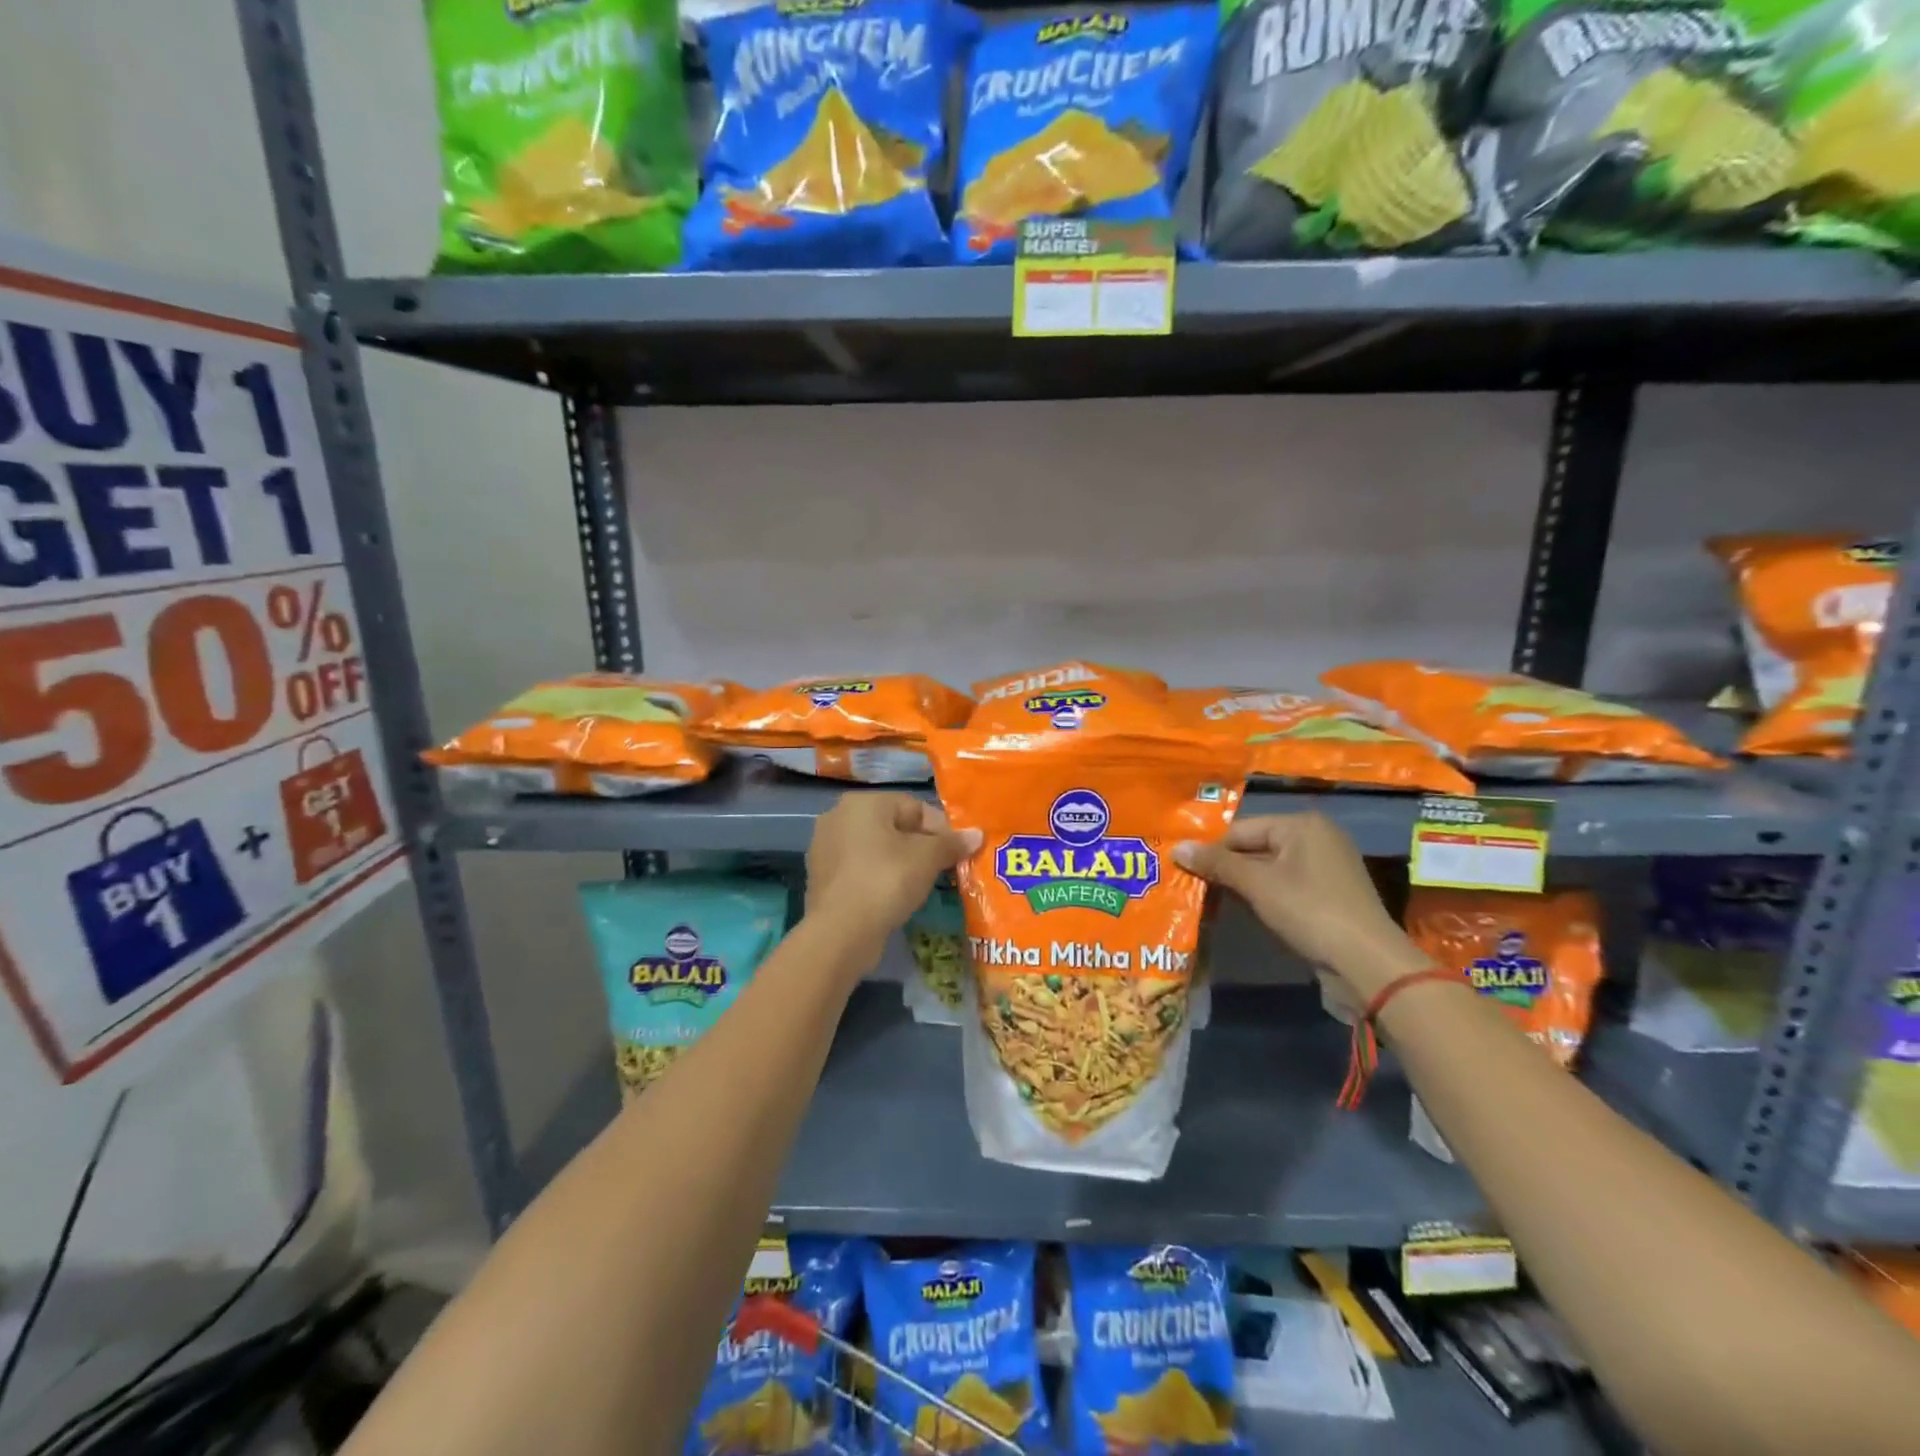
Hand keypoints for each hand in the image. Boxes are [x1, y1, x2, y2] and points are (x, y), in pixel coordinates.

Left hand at [806, 793, 980, 938]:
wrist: (840, 933)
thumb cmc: (887, 881)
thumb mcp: (927, 859)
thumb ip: (952, 843)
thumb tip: (977, 834)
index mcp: (863, 802)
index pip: (914, 807)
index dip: (942, 829)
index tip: (958, 852)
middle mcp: (838, 816)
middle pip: (894, 826)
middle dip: (921, 846)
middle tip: (943, 869)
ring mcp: (825, 847)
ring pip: (877, 849)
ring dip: (901, 862)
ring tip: (922, 885)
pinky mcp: (822, 876)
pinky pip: (861, 869)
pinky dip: (879, 878)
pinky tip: (894, 897)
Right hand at [1175, 813, 1425, 1001]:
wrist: (1367, 964)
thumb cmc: (1309, 911)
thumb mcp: (1257, 885)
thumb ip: (1216, 864)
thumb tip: (1177, 847)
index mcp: (1302, 824)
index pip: (1240, 829)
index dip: (1210, 849)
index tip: (1182, 869)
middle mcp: (1316, 838)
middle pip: (1254, 847)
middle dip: (1225, 868)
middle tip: (1190, 885)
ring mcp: (1325, 868)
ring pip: (1267, 870)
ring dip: (1241, 885)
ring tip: (1208, 899)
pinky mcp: (1328, 896)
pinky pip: (1283, 887)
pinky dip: (1262, 897)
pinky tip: (1241, 912)